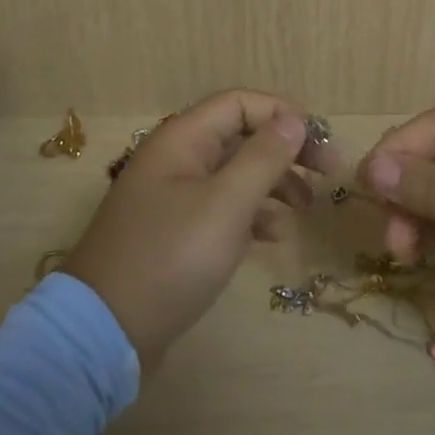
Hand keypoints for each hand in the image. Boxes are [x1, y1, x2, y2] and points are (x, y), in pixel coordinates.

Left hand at [63, 90, 331, 368]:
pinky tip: (273, 236)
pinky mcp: (176, 233)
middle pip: (240, 137)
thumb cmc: (172, 257)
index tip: (319, 142)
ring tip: (305, 208)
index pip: (239, 104)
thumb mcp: (226, 204)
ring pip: (234, 174)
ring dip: (273, 183)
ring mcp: (174, 198)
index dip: (281, 113)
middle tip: (327, 173)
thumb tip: (293, 119)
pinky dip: (251, 215)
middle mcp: (176, 160)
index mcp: (182, 140)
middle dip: (284, 150)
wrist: (107, 330)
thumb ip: (263, 158)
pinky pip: (222, 209)